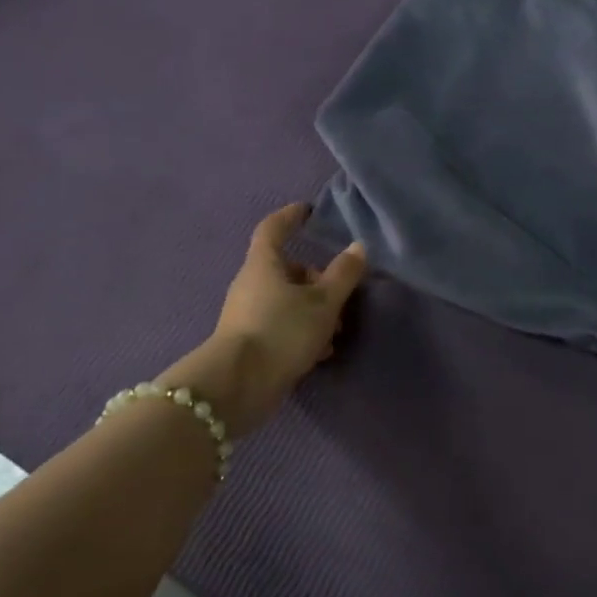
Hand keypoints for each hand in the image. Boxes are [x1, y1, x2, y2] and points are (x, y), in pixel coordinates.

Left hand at [180, 205, 366, 437]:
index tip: (308, 210)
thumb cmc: (281, 331)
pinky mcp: (250, 343)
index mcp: (263, 264)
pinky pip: (282, 326)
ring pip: (287, 301)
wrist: (238, 386)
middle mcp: (251, 285)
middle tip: (340, 292)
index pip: (273, 229)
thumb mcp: (322, 302)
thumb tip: (358, 246)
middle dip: (316, 278)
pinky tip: (321, 351)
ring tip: (336, 329)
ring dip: (313, 309)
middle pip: (286, 269)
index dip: (290, 217)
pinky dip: (303, 331)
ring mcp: (248, 315)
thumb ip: (343, 274)